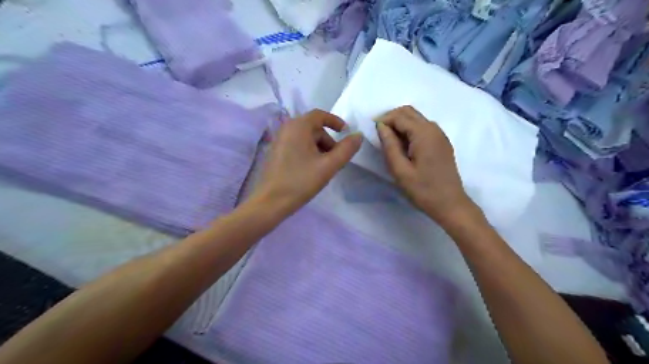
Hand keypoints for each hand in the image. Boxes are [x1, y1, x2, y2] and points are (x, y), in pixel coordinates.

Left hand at [250, 109, 362, 214]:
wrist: (270, 202)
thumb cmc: (301, 181)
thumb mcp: (328, 166)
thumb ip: (346, 150)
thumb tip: (358, 136)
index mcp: (298, 126)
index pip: (320, 115)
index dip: (335, 121)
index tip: (346, 133)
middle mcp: (286, 129)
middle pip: (314, 128)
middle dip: (328, 141)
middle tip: (336, 160)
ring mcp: (279, 141)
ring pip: (306, 138)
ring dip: (319, 148)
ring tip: (324, 168)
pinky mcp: (276, 153)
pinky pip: (297, 145)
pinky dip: (308, 152)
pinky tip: (311, 170)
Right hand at [376, 103, 474, 223]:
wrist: (450, 204)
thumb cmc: (423, 189)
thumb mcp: (400, 170)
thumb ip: (389, 145)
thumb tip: (380, 126)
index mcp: (424, 133)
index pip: (399, 116)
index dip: (383, 120)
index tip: (371, 131)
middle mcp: (434, 128)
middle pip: (409, 112)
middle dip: (391, 118)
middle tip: (379, 134)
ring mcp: (440, 135)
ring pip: (416, 118)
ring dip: (400, 124)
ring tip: (389, 141)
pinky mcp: (441, 143)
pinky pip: (423, 128)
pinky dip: (410, 130)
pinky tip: (403, 146)